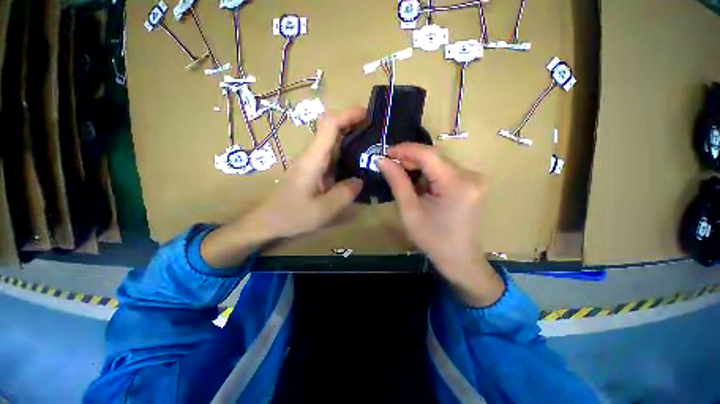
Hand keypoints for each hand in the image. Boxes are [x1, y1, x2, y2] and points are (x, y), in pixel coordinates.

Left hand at [201, 107, 365, 268]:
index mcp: (314, 159)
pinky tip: (359, 164)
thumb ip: (345, 193)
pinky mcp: (315, 170)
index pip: (329, 125)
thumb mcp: (323, 209)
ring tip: (373, 147)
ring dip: (352, 140)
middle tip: (377, 133)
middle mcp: (313, 155)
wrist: (269, 221)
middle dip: (355, 125)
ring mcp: (313, 162)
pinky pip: (334, 157)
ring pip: (334, 143)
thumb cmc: (292, 215)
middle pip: (333, 130)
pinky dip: (348, 155)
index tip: (367, 114)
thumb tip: (360, 180)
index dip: (347, 114)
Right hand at [378, 143, 503, 306]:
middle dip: (410, 158)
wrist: (459, 259)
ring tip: (400, 174)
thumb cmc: (433, 239)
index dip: (405, 149)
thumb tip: (382, 160)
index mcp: (457, 184)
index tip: (386, 152)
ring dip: (418, 166)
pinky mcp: (470, 183)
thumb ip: (397, 182)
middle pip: (435, 156)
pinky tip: (417, 183)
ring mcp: (473, 178)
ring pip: (439, 162)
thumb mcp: (410, 211)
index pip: (429, 154)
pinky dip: (428, 173)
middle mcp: (470, 175)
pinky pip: (444, 170)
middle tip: (390, 164)